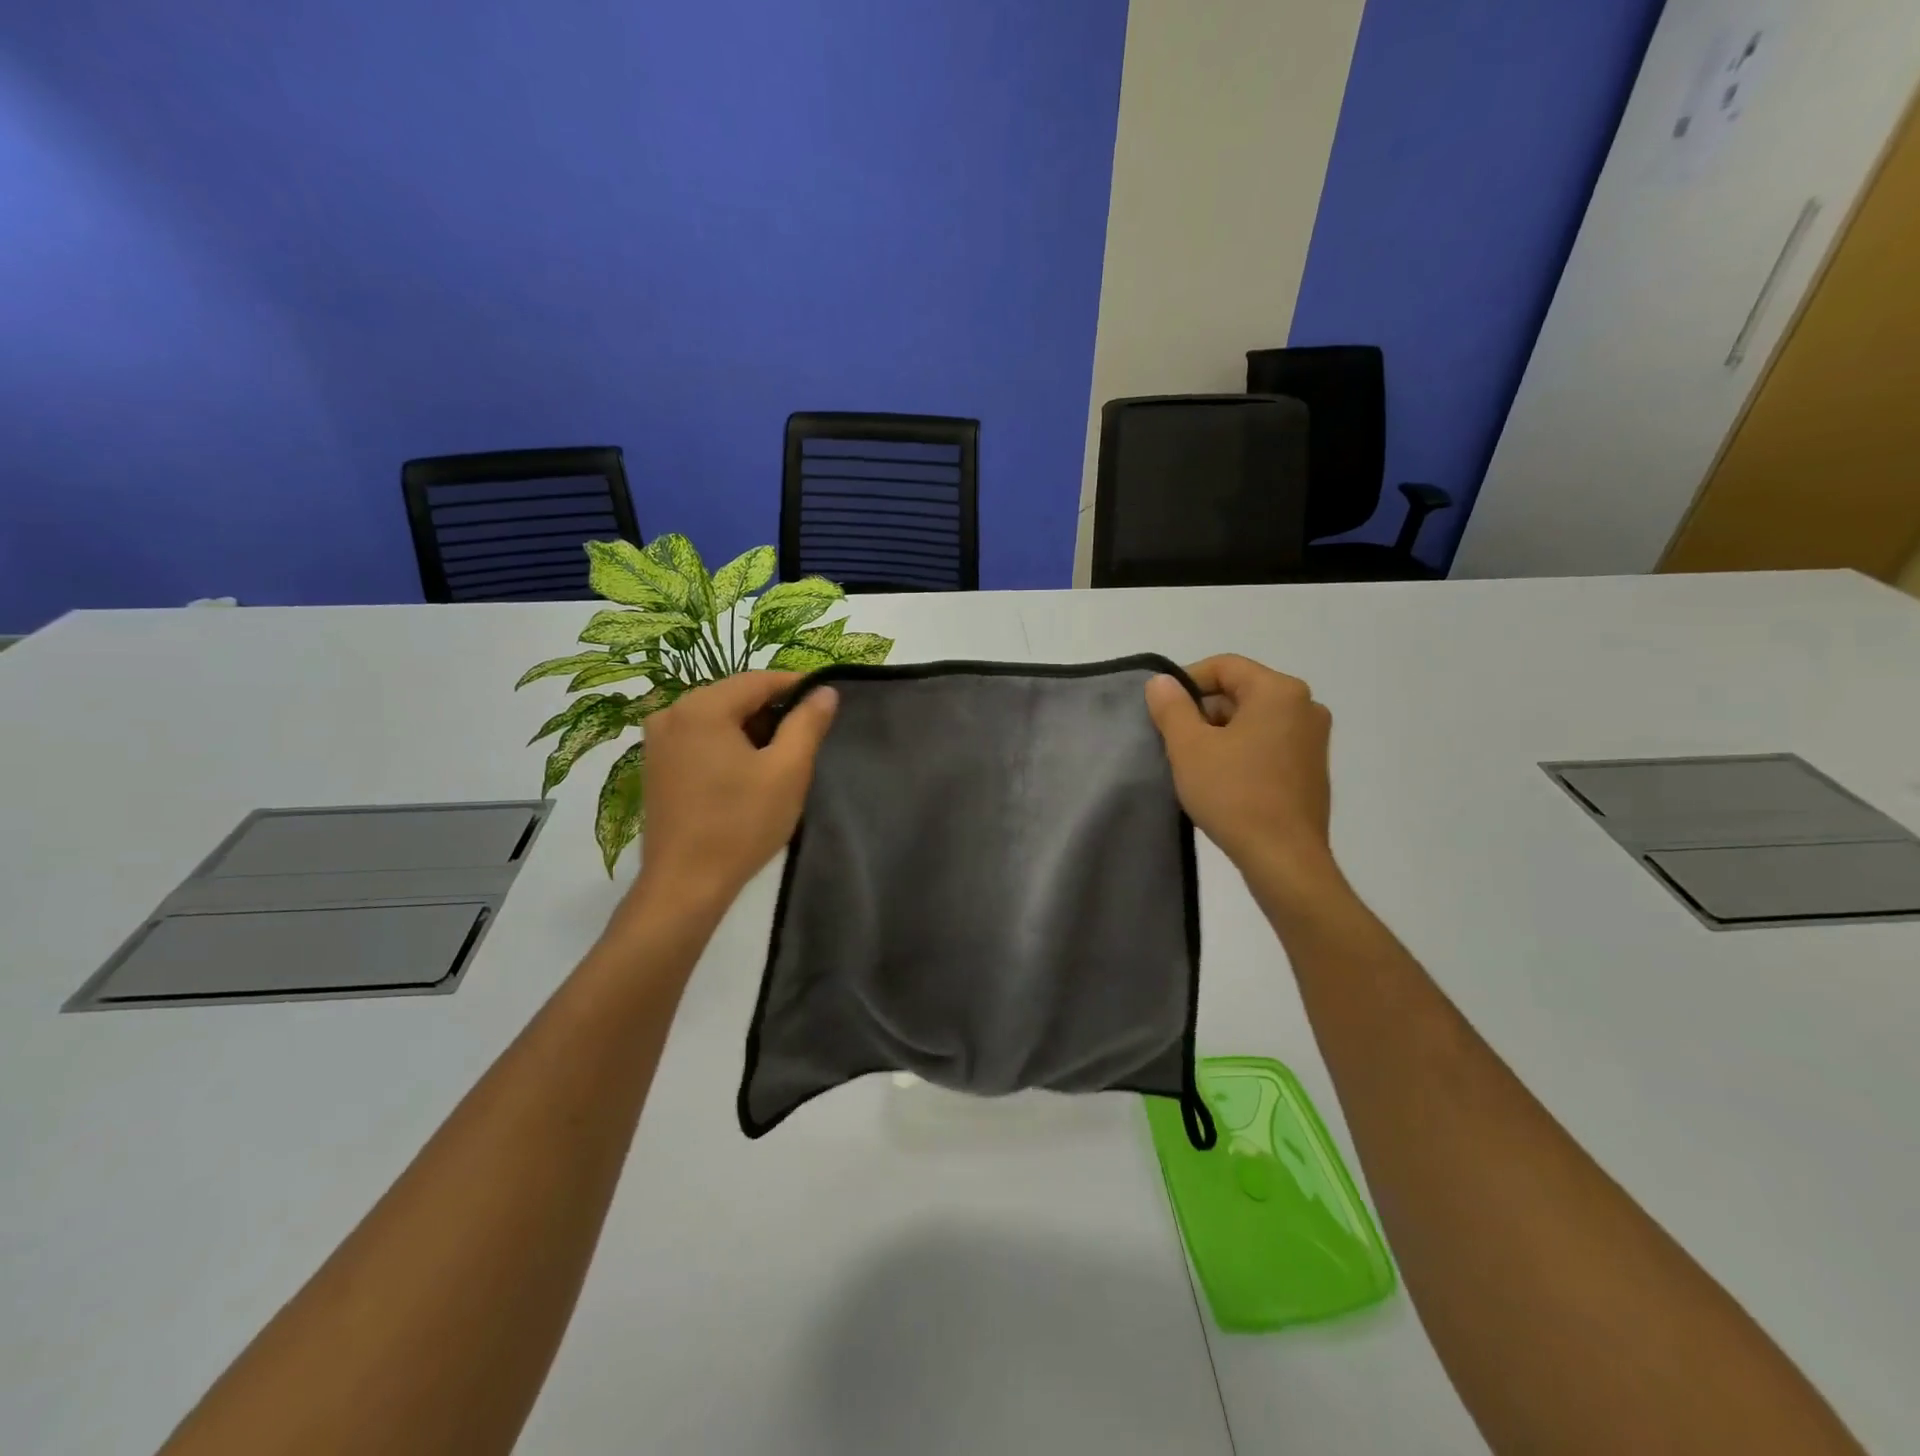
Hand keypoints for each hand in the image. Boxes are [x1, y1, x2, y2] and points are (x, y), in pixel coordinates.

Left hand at [625, 672, 837, 914]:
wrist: (686, 884)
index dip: (796, 686)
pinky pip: (699, 738)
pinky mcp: (656, 765)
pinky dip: (727, 744)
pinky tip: (747, 770)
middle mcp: (672, 713)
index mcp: (701, 707)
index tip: (824, 701)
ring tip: (781, 755)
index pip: (758, 679)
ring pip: (717, 718)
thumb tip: (825, 691)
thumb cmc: (741, 824)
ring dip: (750, 729)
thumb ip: (807, 724)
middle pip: (734, 696)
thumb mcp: (787, 771)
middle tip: (807, 734)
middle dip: (773, 709)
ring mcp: (658, 740)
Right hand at [1145, 655, 1339, 901]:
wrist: (1283, 858)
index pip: (1224, 667)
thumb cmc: (1234, 794)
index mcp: (1279, 691)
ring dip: (1220, 734)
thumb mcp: (1189, 747)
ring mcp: (1313, 739)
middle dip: (1202, 711)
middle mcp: (1305, 706)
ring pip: (1253, 720)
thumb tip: (1161, 682)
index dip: (1186, 682)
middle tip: (1173, 741)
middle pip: (1240, 692)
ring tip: (1194, 764)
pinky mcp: (1312, 769)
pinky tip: (1221, 780)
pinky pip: (1268, 743)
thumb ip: (1172, 707)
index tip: (1162, 710)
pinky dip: (1241, 751)